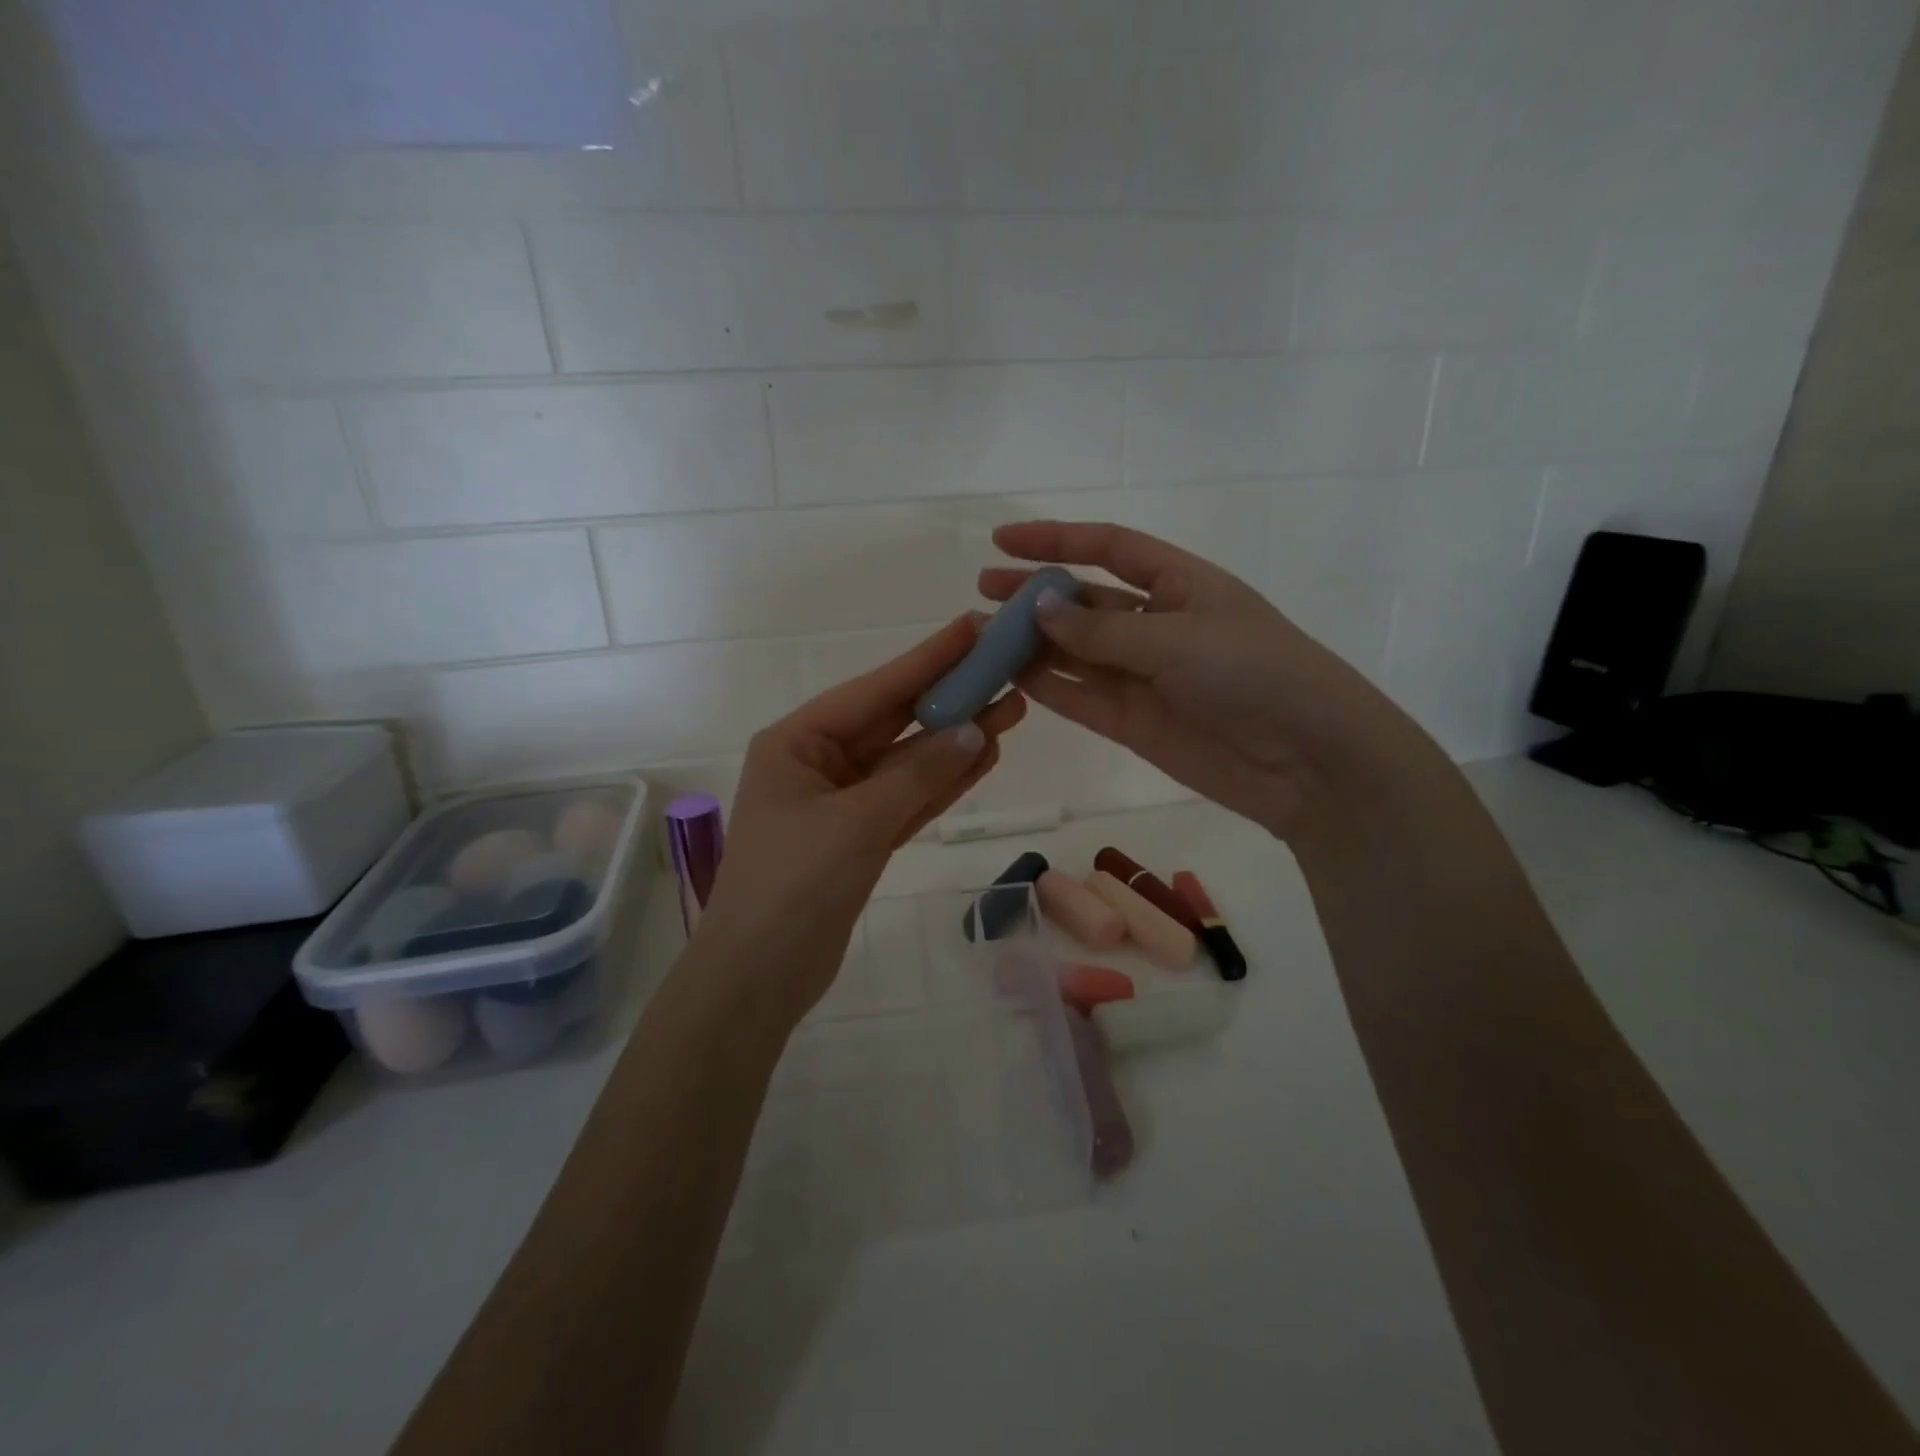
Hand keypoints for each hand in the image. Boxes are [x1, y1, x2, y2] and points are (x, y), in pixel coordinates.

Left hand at [693, 616, 1025, 1026]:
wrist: (757, 979)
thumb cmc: (792, 888)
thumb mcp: (855, 824)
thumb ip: (917, 776)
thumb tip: (974, 730)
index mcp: (797, 742)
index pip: (875, 690)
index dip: (928, 659)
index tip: (974, 627)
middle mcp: (819, 763)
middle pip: (895, 722)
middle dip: (950, 698)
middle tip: (1007, 668)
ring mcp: (841, 802)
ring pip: (908, 762)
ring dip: (955, 739)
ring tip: (1011, 708)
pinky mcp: (861, 838)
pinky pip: (909, 798)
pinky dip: (943, 781)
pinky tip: (984, 755)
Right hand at [980, 521, 1425, 839]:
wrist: (1307, 763)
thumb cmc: (1254, 674)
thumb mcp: (1177, 639)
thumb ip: (1101, 629)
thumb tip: (1037, 606)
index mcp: (1180, 585)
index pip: (1110, 549)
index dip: (1057, 539)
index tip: (1003, 539)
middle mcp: (1157, 625)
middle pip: (1084, 602)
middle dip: (1033, 595)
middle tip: (982, 593)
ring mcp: (1143, 676)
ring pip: (1074, 653)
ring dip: (1030, 645)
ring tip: (979, 637)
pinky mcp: (1133, 722)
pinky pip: (1080, 696)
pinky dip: (1046, 686)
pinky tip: (1008, 675)